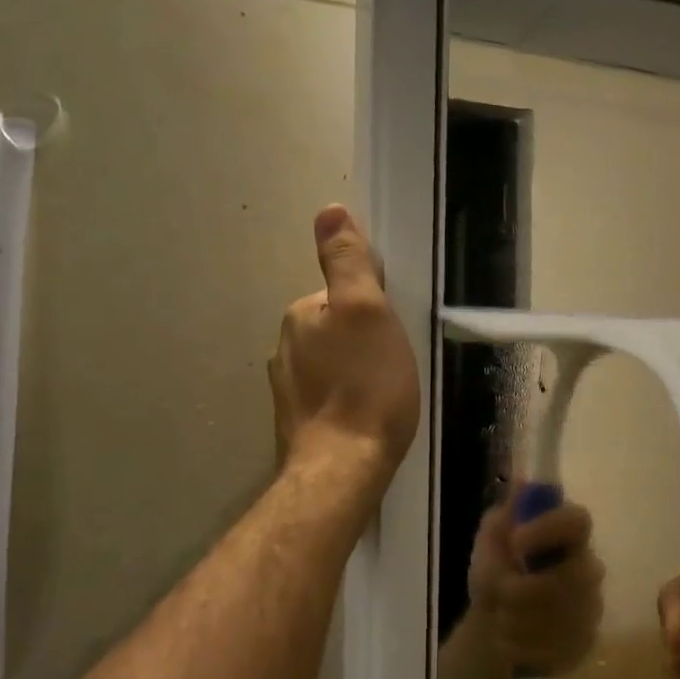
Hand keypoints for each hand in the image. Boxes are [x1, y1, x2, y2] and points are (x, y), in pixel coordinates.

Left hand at [269, 205, 419, 473]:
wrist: (343, 469)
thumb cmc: (365, 386)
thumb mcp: (367, 311)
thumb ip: (347, 261)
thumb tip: (328, 210)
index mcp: (300, 316)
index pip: (340, 293)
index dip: (373, 307)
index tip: (394, 330)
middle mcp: (284, 348)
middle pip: (335, 328)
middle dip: (363, 338)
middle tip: (395, 362)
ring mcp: (287, 390)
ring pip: (330, 363)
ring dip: (355, 370)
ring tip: (385, 392)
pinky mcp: (297, 423)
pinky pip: (328, 395)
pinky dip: (346, 398)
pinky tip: (365, 415)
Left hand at [467, 486, 603, 676]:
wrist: (492, 617)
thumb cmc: (496, 566)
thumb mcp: (491, 536)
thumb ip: (506, 514)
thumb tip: (523, 483)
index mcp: (567, 533)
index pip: (577, 521)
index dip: (549, 529)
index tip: (515, 541)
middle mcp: (588, 566)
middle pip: (574, 578)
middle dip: (526, 591)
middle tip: (498, 594)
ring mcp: (591, 607)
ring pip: (564, 619)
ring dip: (519, 621)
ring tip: (498, 617)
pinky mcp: (585, 643)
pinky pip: (559, 650)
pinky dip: (525, 648)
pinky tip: (509, 641)